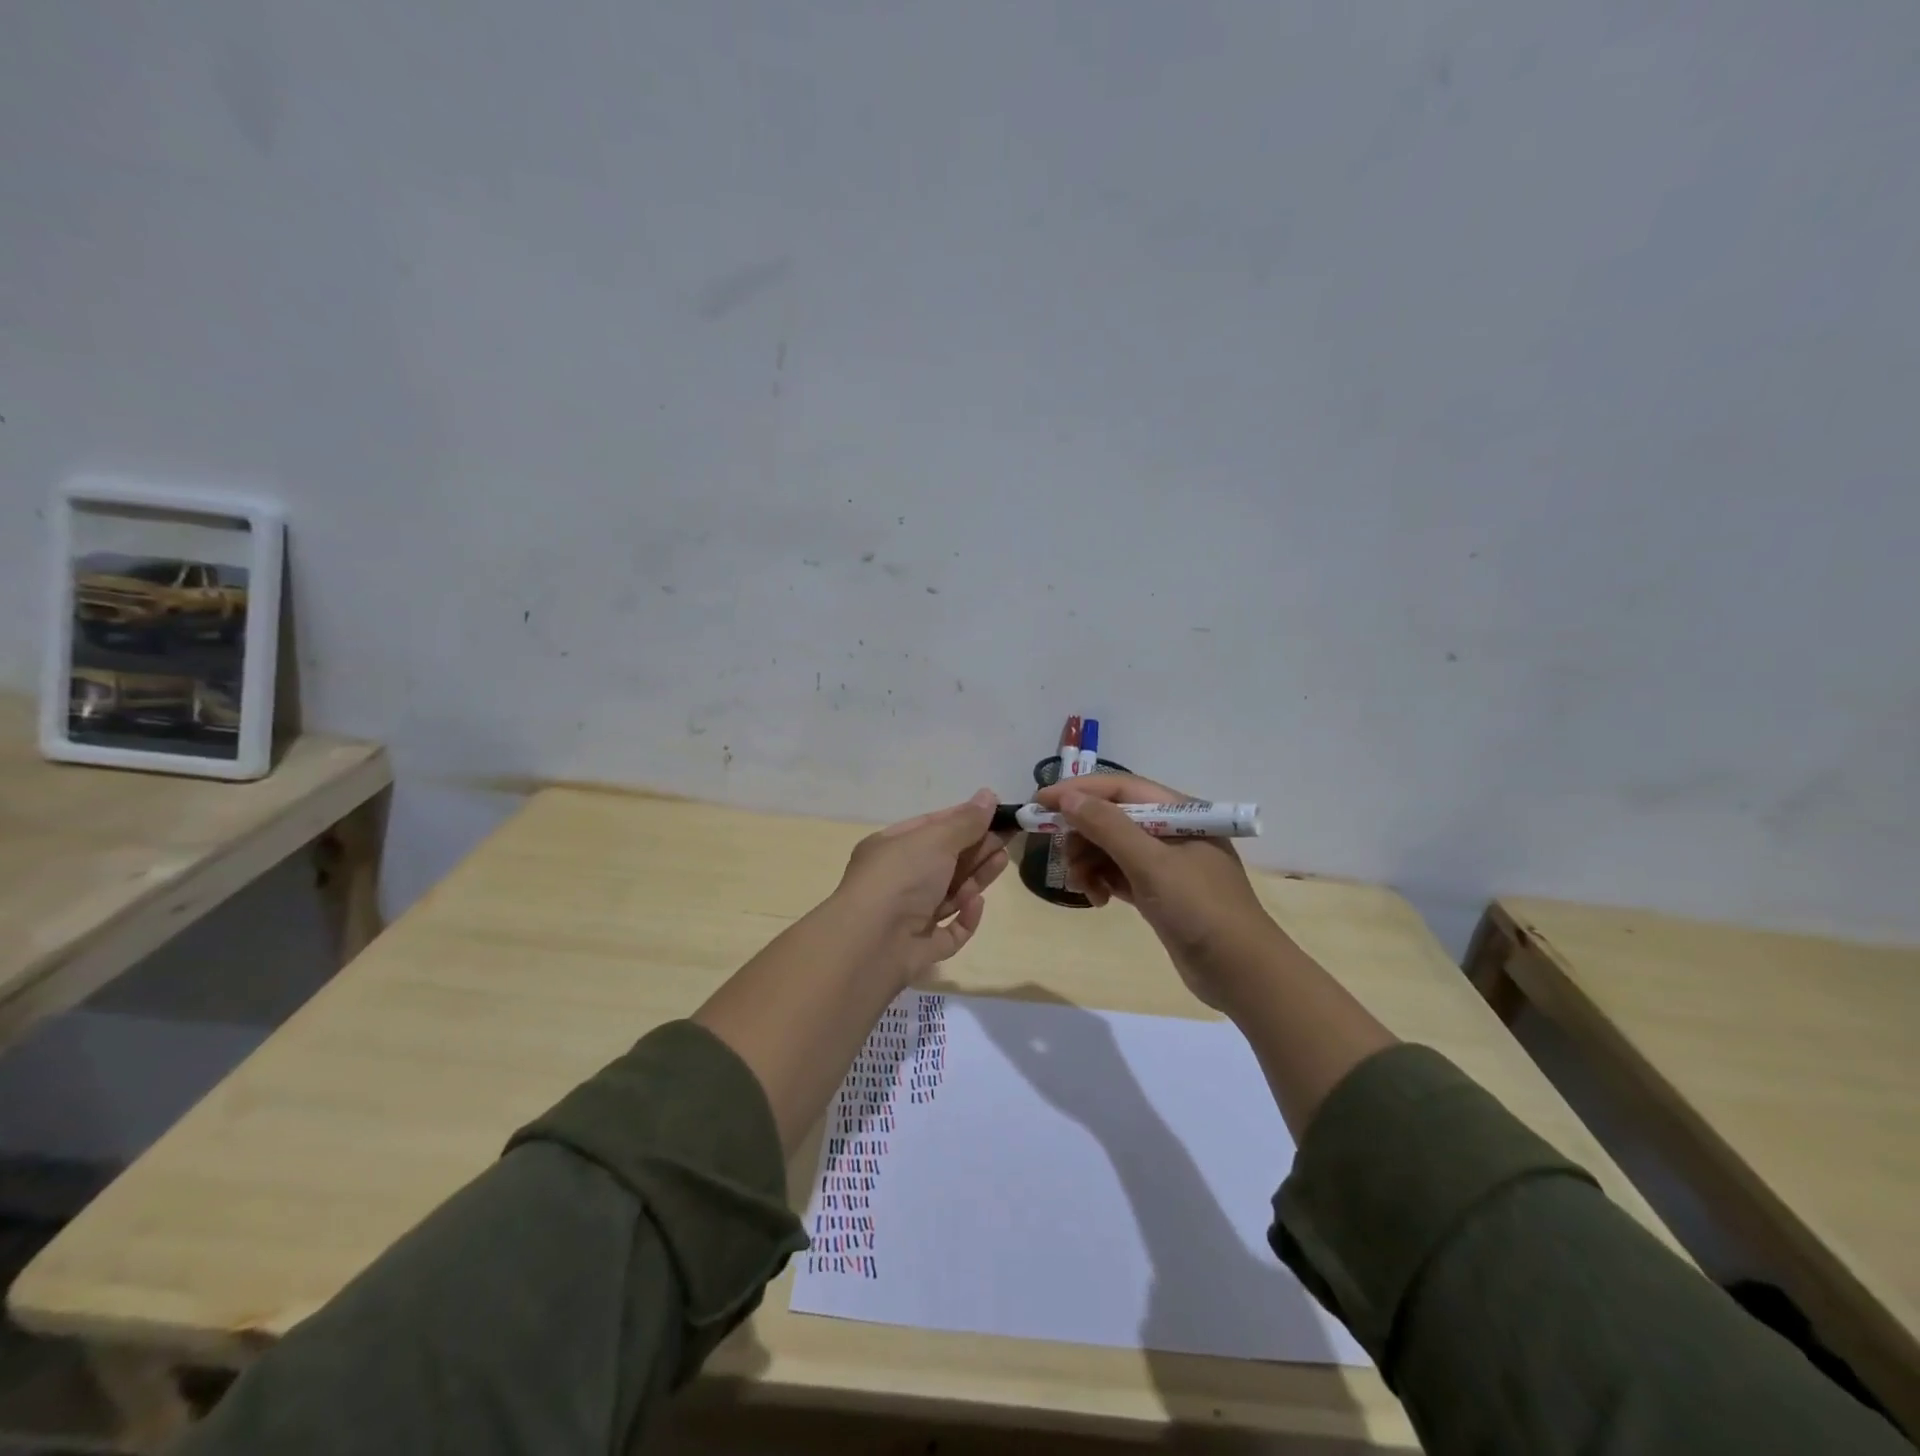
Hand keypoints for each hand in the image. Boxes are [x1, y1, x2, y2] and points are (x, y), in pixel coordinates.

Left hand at [831, 788, 1010, 989]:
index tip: (996, 813)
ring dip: (975, 878)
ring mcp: (907, 917)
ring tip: (1002, 860)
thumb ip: (966, 821)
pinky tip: (976, 903)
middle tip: (1009, 837)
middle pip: (944, 861)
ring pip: (949, 894)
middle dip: (976, 848)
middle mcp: (897, 880)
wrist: (869, 944)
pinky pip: (949, 931)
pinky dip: (964, 918)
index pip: (931, 828)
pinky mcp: (920, 948)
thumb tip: (989, 795)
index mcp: (891, 848)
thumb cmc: (900, 878)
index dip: (963, 818)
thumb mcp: (935, 840)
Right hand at [1034, 773, 1278, 1012]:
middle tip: (1065, 861)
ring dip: (1089, 863)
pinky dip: (1102, 882)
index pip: (1119, 788)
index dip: (1078, 791)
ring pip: (1110, 848)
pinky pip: (1118, 873)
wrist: (1241, 973)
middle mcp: (1170, 831)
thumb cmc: (1200, 909)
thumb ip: (1108, 827)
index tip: (1040, 802)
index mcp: (1178, 812)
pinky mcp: (1158, 891)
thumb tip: (1068, 797)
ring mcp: (1165, 862)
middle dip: (1082, 836)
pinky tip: (1097, 901)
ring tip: (1084, 889)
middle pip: (1111, 817)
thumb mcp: (1151, 864)